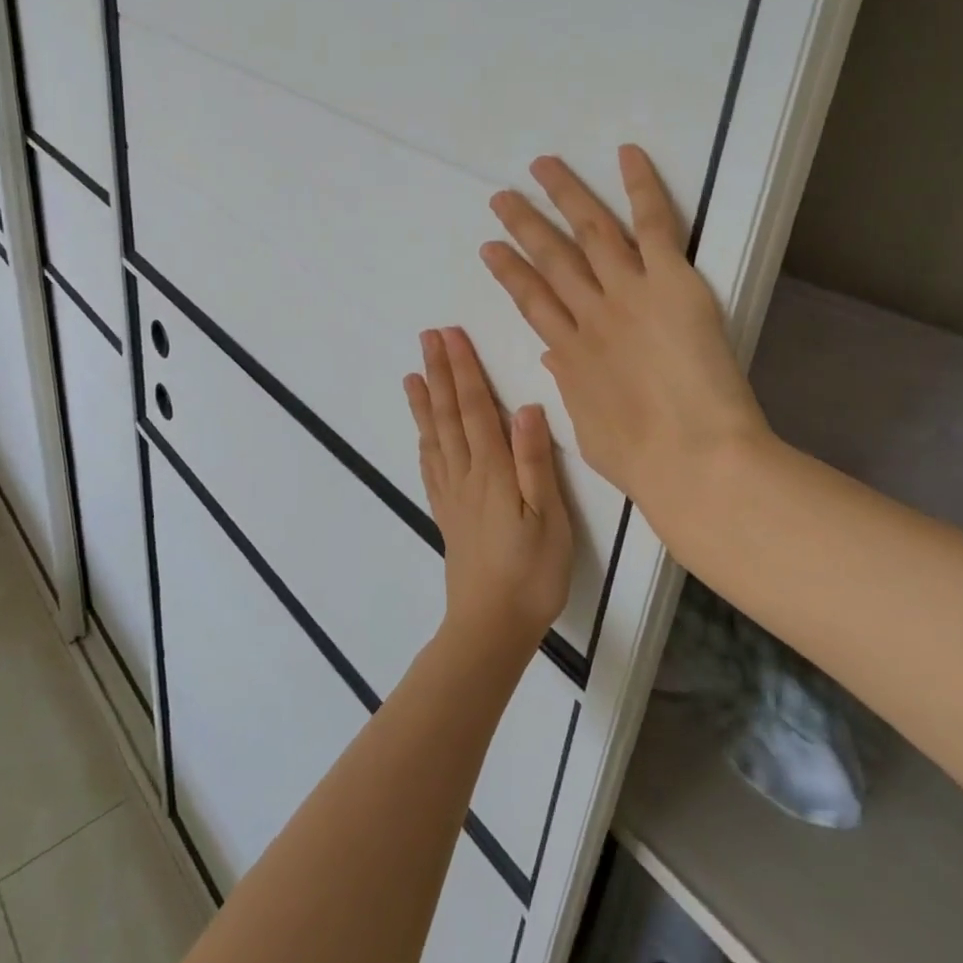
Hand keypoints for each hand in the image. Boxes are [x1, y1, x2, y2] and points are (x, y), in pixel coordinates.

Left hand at [404, 328, 573, 655]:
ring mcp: (452, 495)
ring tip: (413, 374)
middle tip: (427, 338)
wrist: (492, 627)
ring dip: (424, 401)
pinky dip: (423, 441)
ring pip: (434, 436)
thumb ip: (535, 462)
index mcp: (492, 470)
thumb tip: (526, 407)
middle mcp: (466, 474)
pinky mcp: (447, 515)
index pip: (474, 407)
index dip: (463, 369)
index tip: (451, 336)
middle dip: (439, 372)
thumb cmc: (532, 573)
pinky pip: (430, 467)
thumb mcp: (549, 519)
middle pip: (448, 414)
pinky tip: (422, 434)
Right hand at [480, 145, 770, 548]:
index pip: (532, 301)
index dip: (510, 272)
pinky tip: (626, 154)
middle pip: (550, 259)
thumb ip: (572, 387)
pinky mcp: (670, 282)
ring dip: (565, 195)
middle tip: (502, 197)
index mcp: (571, 353)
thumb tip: (557, 357)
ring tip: (542, 166)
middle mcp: (591, 314)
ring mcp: (628, 293)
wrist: (695, 459)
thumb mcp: (591, 428)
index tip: (491, 249)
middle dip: (524, 226)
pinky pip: (653, 224)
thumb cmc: (643, 460)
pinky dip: (640, 186)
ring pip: (590, 231)